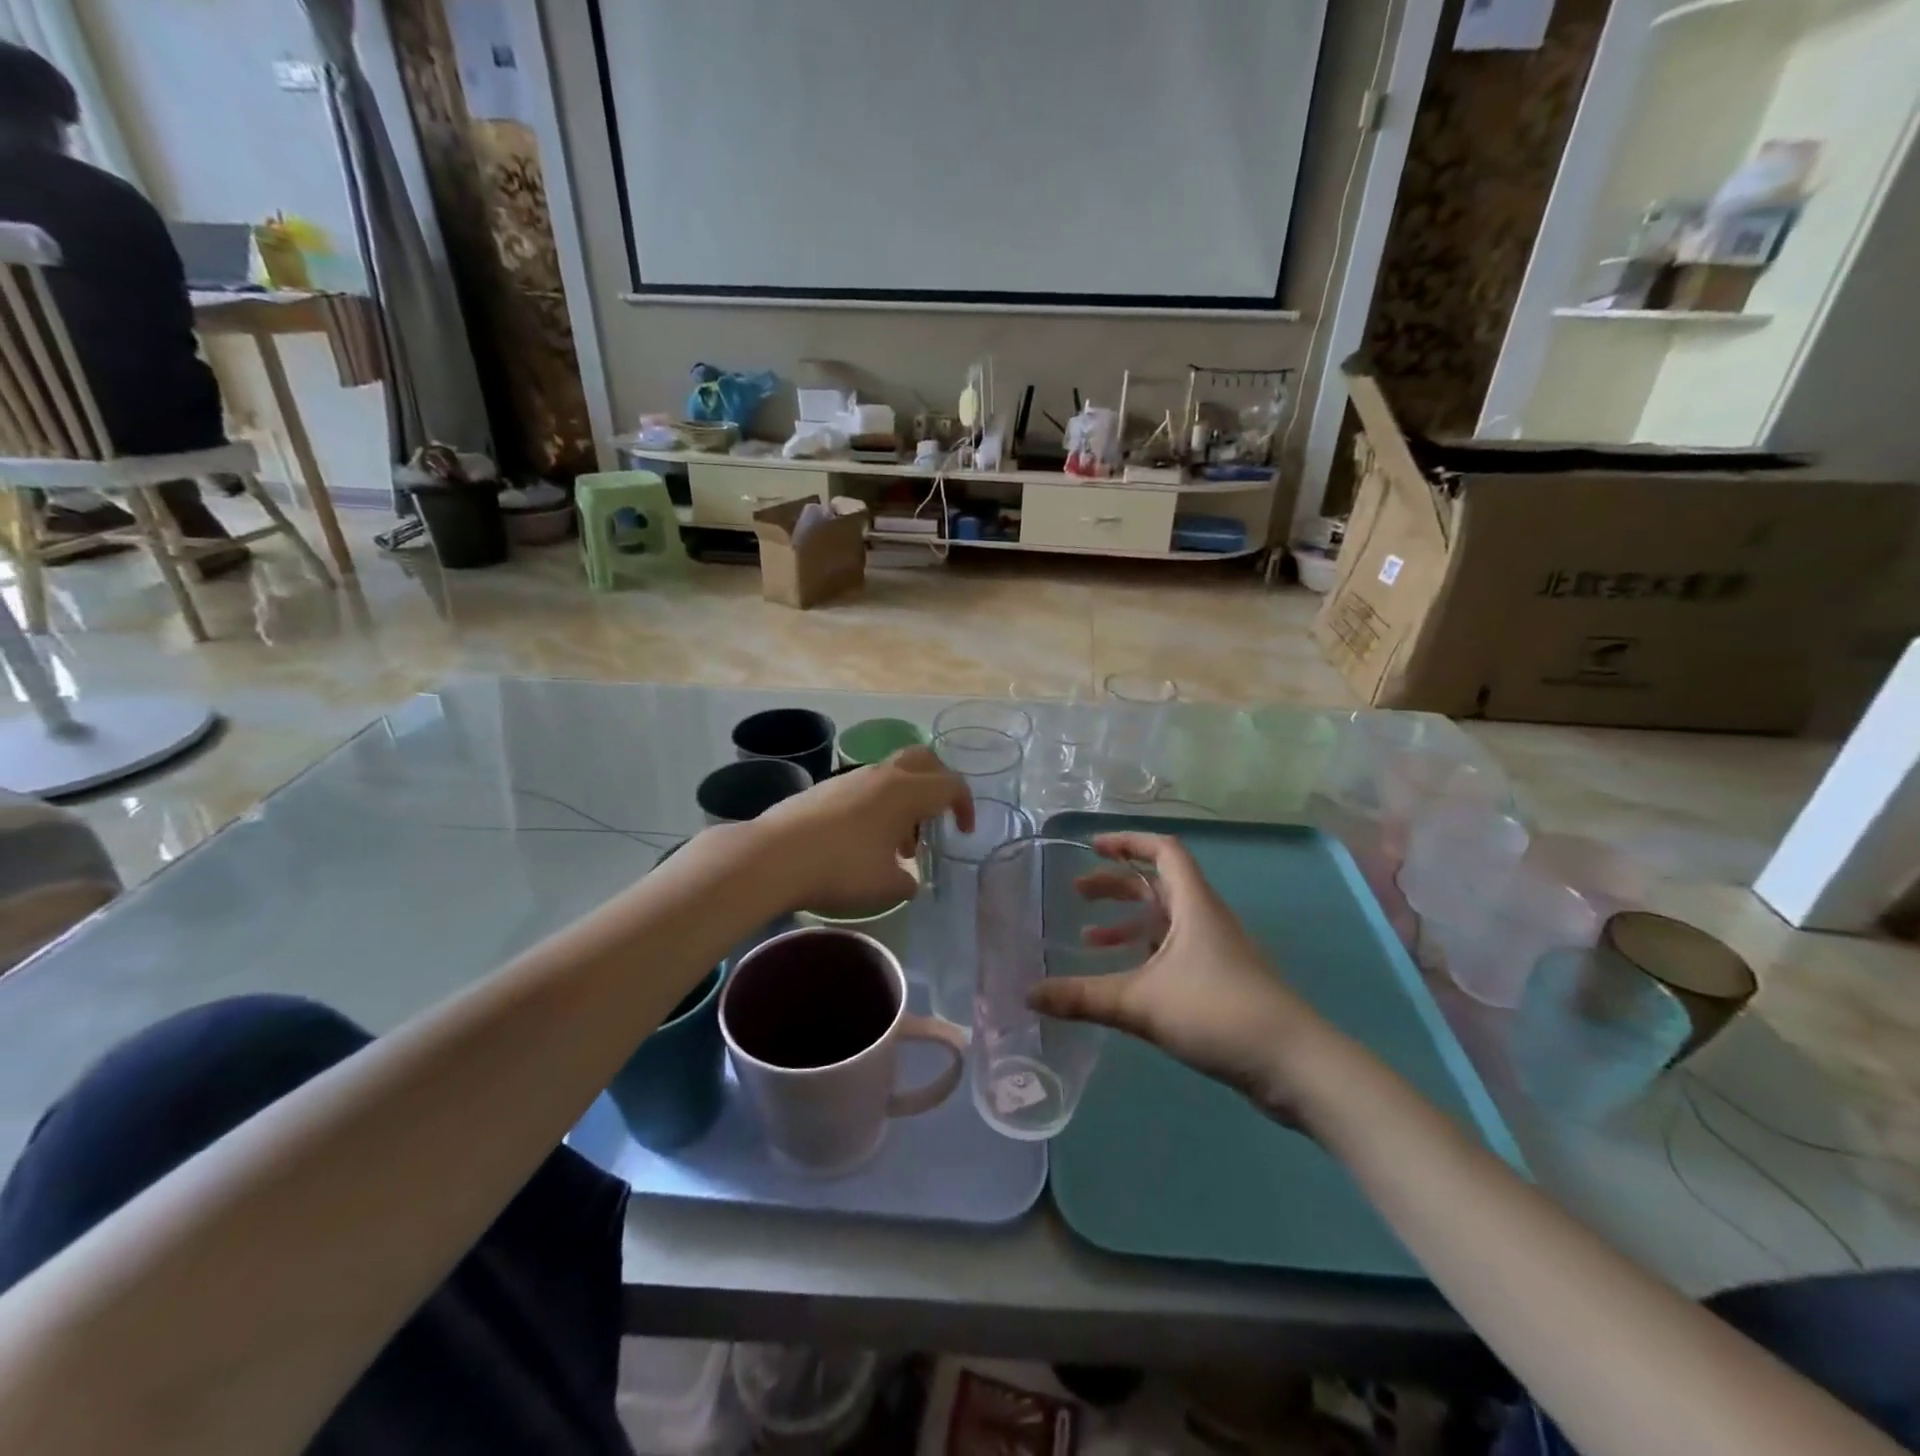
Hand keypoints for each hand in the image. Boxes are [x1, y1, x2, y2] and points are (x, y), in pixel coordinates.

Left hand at [748, 747, 972, 914]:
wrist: (773, 856)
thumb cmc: (840, 869)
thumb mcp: (885, 886)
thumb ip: (907, 882)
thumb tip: (908, 880)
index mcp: (906, 791)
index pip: (951, 784)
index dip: (965, 806)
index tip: (964, 832)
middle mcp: (883, 775)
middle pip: (924, 759)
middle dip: (938, 783)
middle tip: (938, 816)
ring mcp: (852, 777)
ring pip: (893, 774)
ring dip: (906, 799)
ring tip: (900, 844)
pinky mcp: (827, 787)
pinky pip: (868, 787)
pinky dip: (880, 805)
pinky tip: (866, 841)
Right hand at [1029, 831, 1336, 1123]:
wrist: (1294, 1065)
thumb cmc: (1218, 1012)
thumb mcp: (1142, 1002)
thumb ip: (1084, 997)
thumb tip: (1028, 994)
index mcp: (1194, 903)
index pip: (1162, 850)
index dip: (1127, 842)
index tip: (1091, 847)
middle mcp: (1206, 918)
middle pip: (1157, 884)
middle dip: (1116, 885)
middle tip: (1077, 894)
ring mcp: (1216, 951)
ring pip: (1165, 921)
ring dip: (1128, 924)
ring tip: (1089, 939)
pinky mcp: (1221, 982)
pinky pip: (1173, 952)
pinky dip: (1144, 955)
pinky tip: (1123, 979)